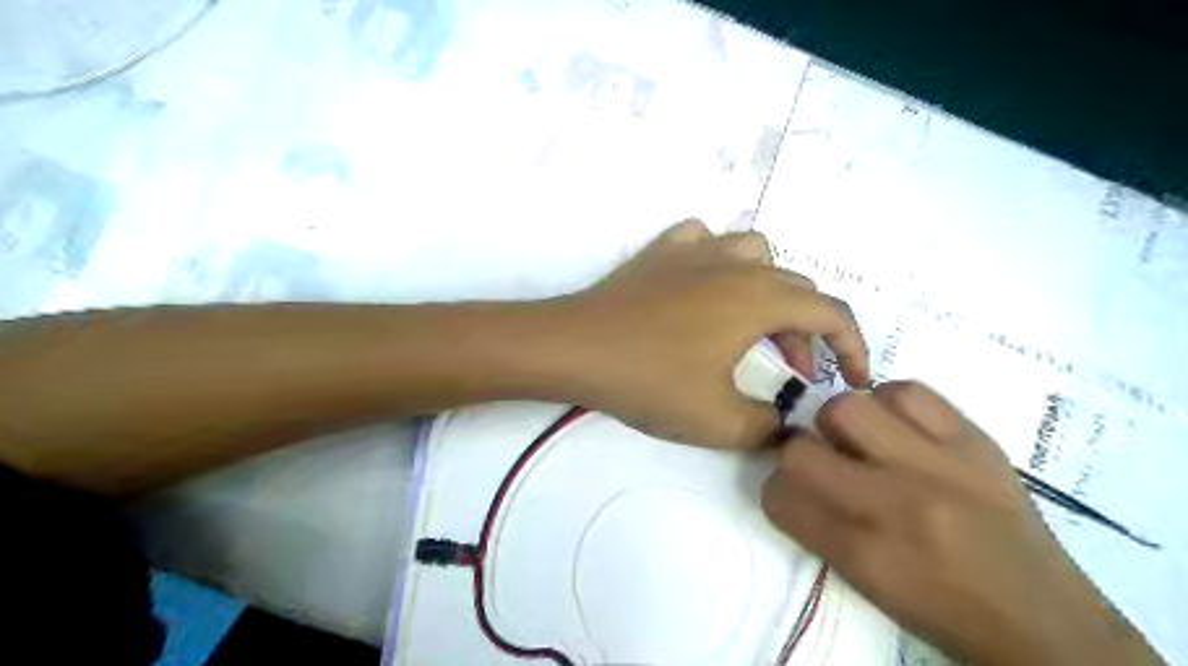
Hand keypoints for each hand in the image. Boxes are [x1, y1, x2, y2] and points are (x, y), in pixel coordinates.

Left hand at [551, 219, 870, 447]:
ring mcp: (695, 251)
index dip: (854, 348)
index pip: (831, 313)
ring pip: (756, 254)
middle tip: (791, 372)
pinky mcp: (660, 252)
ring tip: (754, 325)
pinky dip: (718, 260)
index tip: (853, 381)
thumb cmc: (648, 381)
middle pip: (795, 289)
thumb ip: (768, 428)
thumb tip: (789, 427)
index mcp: (759, 299)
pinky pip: (704, 241)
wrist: (574, 347)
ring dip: (770, 289)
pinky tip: (705, 286)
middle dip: (807, 332)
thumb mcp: (717, 421)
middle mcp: (736, 264)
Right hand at [761, 380, 1162, 665]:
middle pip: (802, 448)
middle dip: (801, 452)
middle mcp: (897, 503)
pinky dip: (892, 403)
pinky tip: (902, 428)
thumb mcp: (868, 584)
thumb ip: (819, 527)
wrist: (1047, 622)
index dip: (778, 491)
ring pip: (848, 407)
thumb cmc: (944, 611)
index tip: (794, 493)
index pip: (780, 497)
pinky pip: (909, 391)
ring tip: (865, 441)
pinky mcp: (976, 442)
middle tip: (827, 463)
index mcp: (865, 553)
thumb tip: (791, 479)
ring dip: (842, 423)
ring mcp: (940, 466)